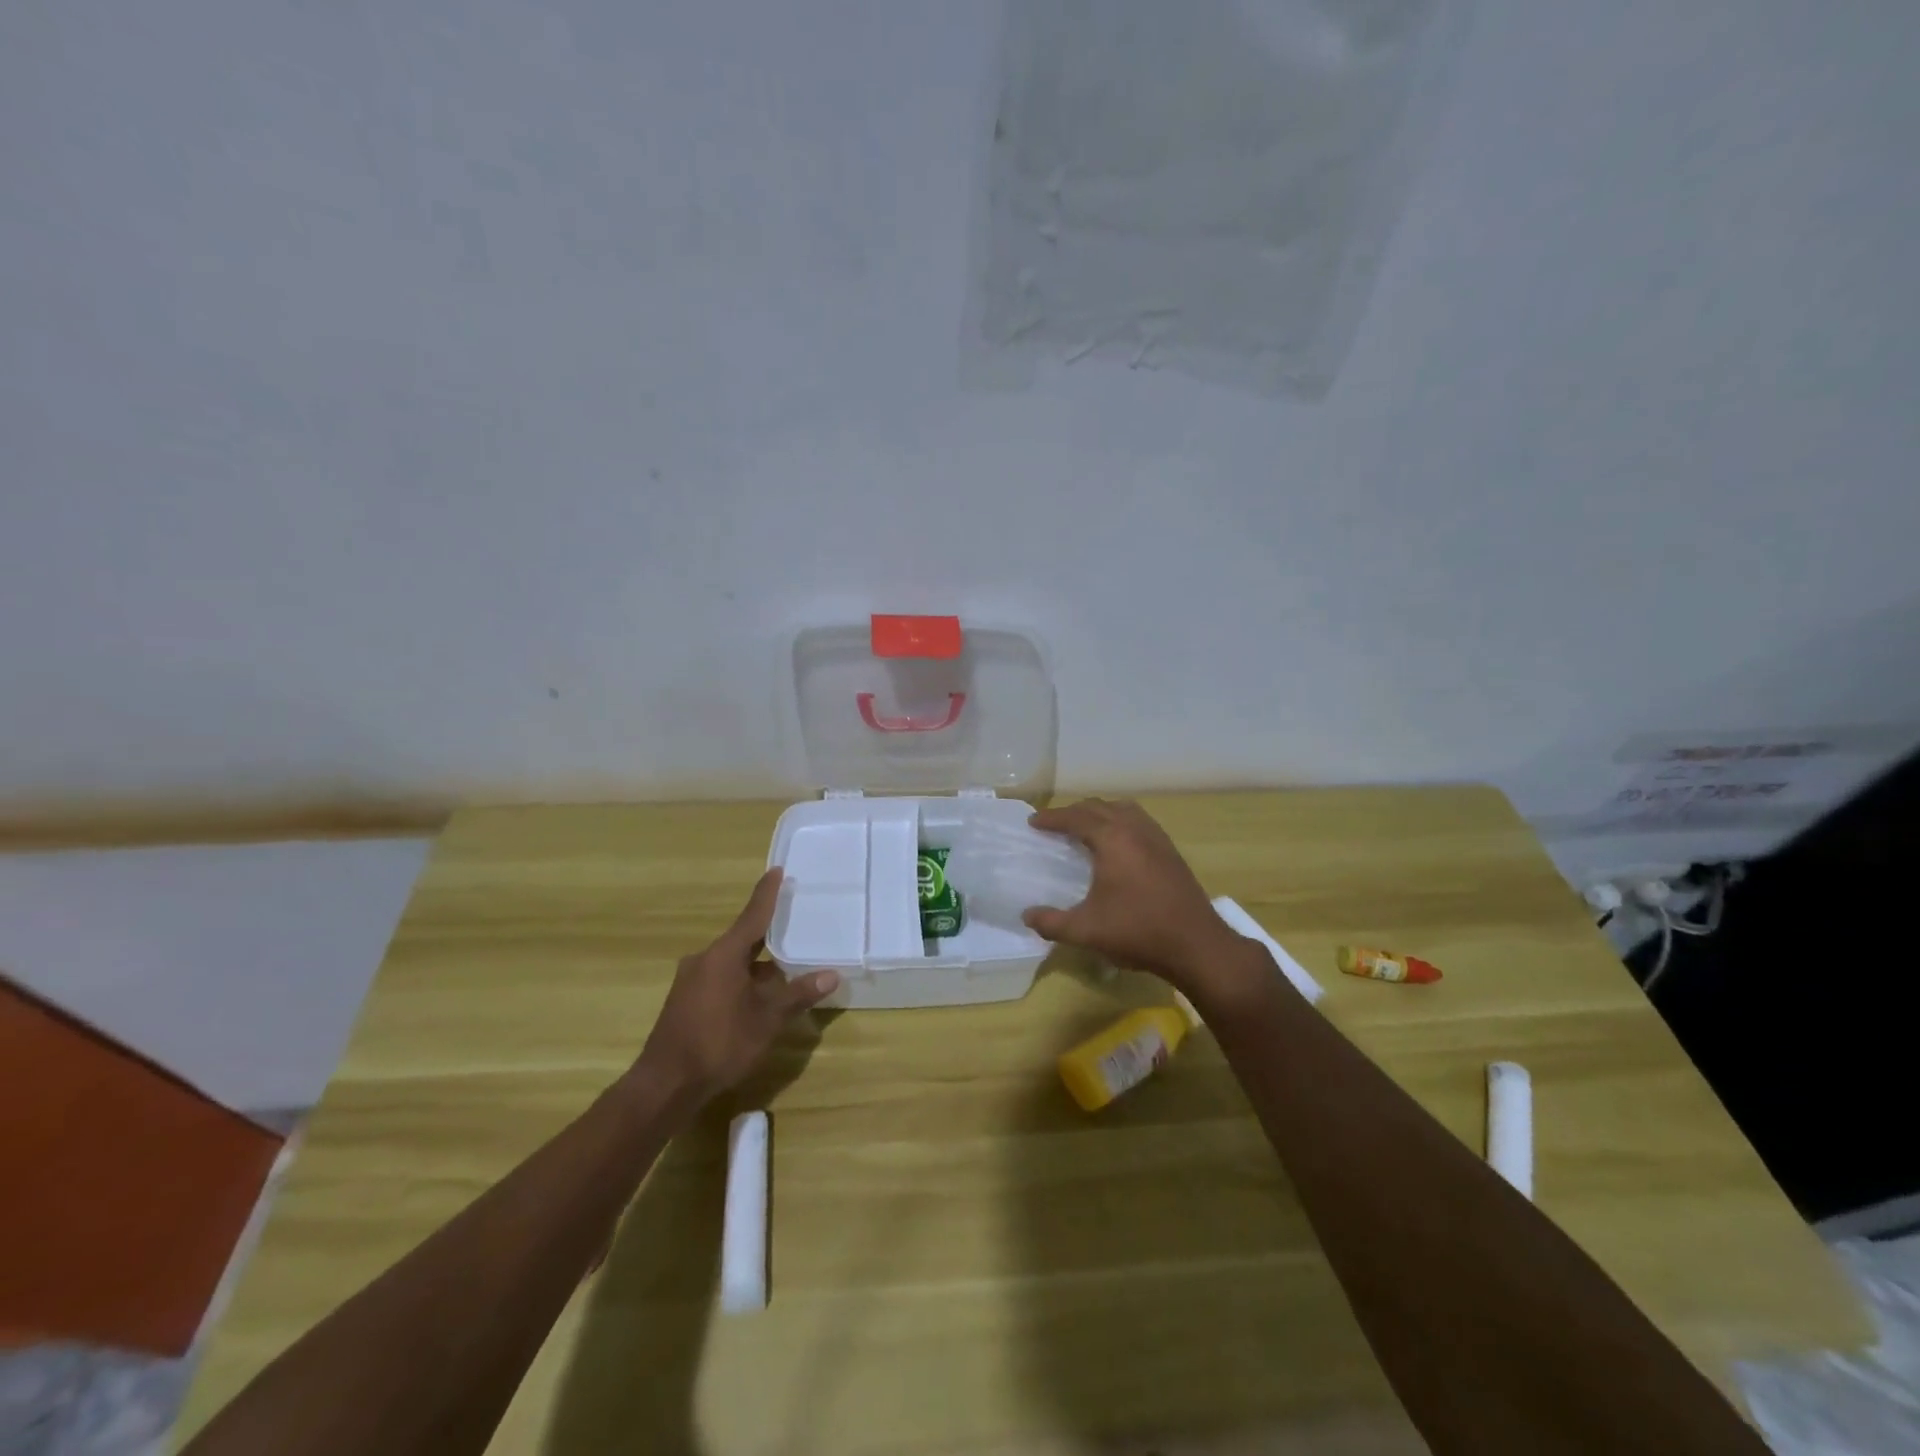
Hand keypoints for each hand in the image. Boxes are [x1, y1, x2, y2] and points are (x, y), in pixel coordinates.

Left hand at [636, 869, 840, 1101]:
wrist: (665, 1084)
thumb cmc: (719, 1043)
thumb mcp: (766, 1020)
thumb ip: (797, 995)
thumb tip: (831, 975)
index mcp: (724, 954)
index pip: (752, 915)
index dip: (766, 893)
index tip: (776, 870)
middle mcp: (705, 959)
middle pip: (743, 939)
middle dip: (768, 937)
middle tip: (794, 925)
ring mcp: (691, 980)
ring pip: (732, 962)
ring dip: (757, 966)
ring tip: (785, 971)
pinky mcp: (685, 1001)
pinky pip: (721, 978)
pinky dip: (742, 981)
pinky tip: (758, 998)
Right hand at [1022, 798, 1246, 995]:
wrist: (1196, 945)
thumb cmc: (1138, 932)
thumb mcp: (1086, 931)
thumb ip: (1051, 922)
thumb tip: (1027, 916)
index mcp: (1112, 839)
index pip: (1075, 818)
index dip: (1051, 818)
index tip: (1033, 822)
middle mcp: (1134, 829)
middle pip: (1098, 807)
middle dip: (1073, 812)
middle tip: (1054, 825)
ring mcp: (1157, 838)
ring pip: (1123, 809)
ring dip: (1100, 812)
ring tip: (1085, 828)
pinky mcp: (1171, 851)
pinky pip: (1140, 821)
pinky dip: (1121, 821)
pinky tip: (1118, 844)